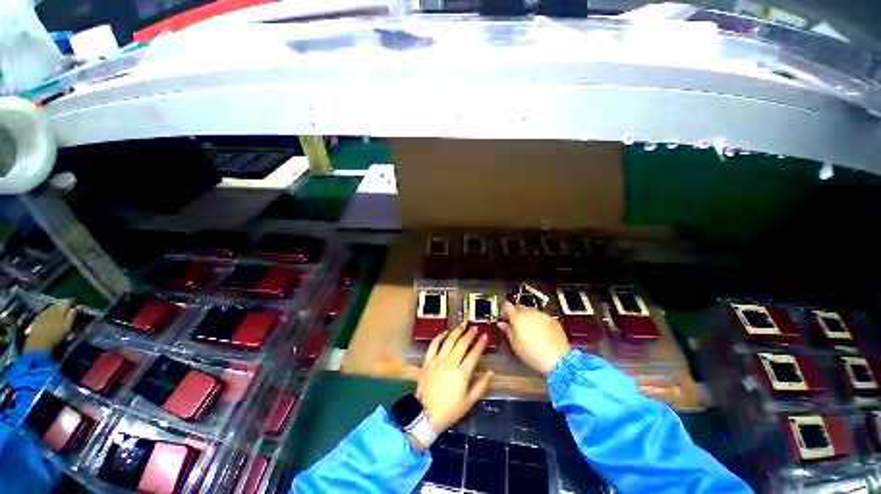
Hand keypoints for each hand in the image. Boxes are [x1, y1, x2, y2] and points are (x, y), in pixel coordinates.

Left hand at [24, 300, 77, 352]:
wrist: (38, 343)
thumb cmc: (56, 336)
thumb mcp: (68, 326)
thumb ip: (72, 316)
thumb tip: (76, 308)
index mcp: (61, 309)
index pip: (69, 301)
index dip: (73, 302)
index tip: (76, 305)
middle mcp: (52, 308)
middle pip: (59, 304)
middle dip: (64, 306)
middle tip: (68, 310)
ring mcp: (43, 313)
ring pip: (51, 307)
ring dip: (56, 309)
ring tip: (59, 314)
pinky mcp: (37, 318)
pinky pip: (45, 312)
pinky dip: (49, 314)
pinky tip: (50, 318)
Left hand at [417, 325, 493, 436]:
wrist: (425, 414)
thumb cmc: (449, 410)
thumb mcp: (468, 402)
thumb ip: (481, 386)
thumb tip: (490, 372)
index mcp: (462, 373)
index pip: (474, 354)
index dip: (480, 344)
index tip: (485, 336)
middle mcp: (450, 362)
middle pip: (461, 344)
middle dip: (469, 334)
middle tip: (475, 327)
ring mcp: (437, 360)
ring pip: (449, 341)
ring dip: (457, 331)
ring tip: (463, 324)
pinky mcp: (427, 361)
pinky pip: (433, 345)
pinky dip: (439, 337)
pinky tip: (445, 332)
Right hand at [498, 301, 570, 374]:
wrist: (558, 359)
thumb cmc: (532, 353)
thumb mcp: (515, 344)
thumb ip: (508, 331)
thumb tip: (502, 323)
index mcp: (517, 317)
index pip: (507, 306)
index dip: (505, 309)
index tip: (505, 316)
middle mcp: (529, 312)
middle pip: (520, 307)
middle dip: (517, 313)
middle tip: (517, 325)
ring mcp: (542, 315)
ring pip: (532, 311)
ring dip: (529, 317)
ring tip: (530, 330)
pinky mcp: (553, 320)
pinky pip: (542, 317)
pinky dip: (539, 321)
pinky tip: (541, 332)